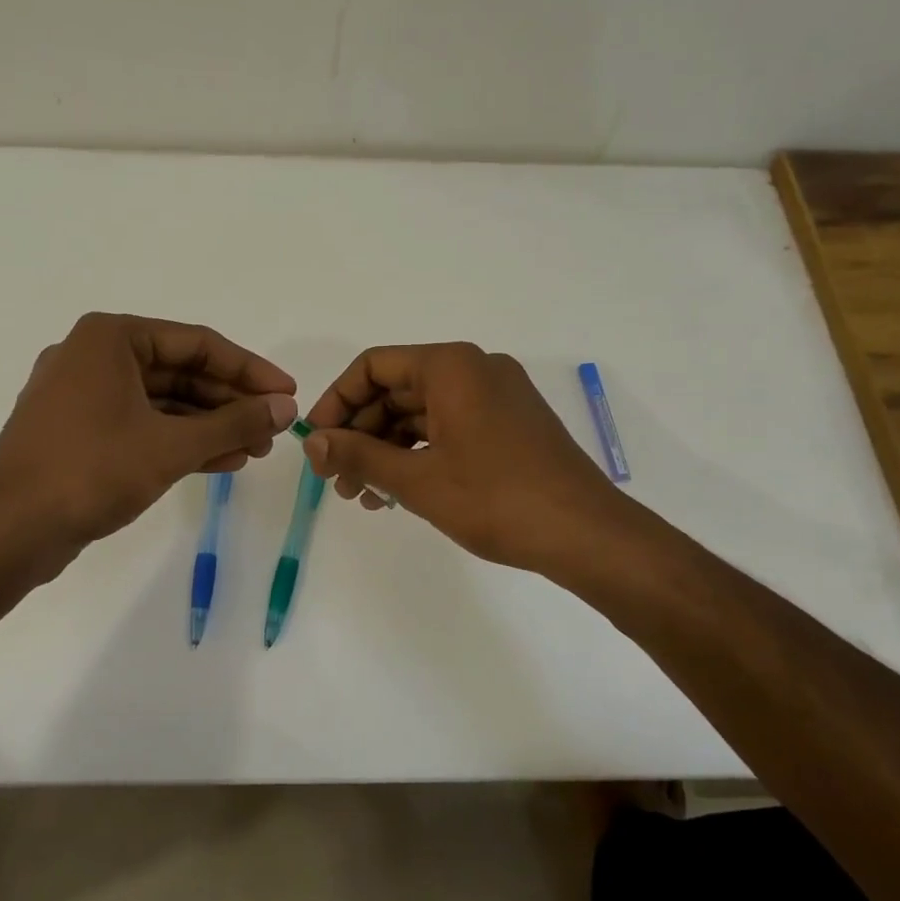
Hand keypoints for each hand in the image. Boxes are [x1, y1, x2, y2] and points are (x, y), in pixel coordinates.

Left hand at [0, 313, 296, 573]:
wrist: (9, 530)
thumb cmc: (92, 470)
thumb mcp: (172, 444)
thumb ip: (234, 422)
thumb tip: (286, 408)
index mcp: (111, 338)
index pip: (197, 344)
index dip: (249, 370)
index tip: (288, 393)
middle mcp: (94, 356)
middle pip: (180, 372)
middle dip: (230, 402)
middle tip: (273, 428)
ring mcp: (83, 396)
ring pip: (162, 402)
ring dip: (209, 425)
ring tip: (254, 449)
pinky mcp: (79, 432)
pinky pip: (141, 425)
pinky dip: (179, 441)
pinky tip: (222, 461)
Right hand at [300, 343, 642, 578]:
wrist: (586, 534)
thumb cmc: (496, 499)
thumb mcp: (417, 480)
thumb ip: (359, 455)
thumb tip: (312, 442)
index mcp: (451, 366)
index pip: (373, 367)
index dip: (336, 402)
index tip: (316, 443)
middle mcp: (474, 369)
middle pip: (396, 390)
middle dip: (360, 434)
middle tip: (335, 479)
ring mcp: (495, 397)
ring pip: (421, 414)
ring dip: (386, 450)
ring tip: (362, 496)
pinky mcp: (508, 424)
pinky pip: (448, 428)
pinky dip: (419, 455)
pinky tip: (397, 493)